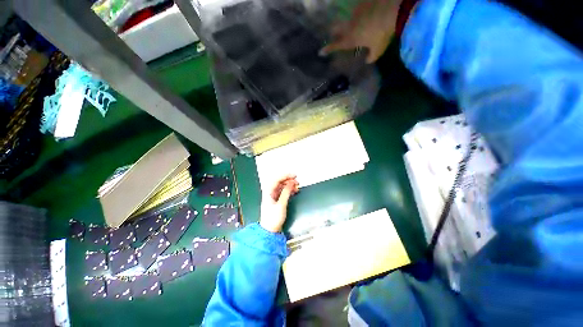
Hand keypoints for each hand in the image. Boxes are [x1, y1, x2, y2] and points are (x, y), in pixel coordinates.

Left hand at [260, 174, 298, 232]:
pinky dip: (289, 190)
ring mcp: (273, 195)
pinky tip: (294, 191)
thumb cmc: (273, 218)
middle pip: (279, 181)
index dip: (286, 175)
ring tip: (297, 187)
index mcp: (268, 191)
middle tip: (297, 181)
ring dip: (290, 185)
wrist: (270, 230)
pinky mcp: (276, 199)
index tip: (295, 176)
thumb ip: (286, 192)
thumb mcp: (281, 205)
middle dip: (289, 180)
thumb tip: (291, 183)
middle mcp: (270, 191)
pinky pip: (283, 191)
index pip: (277, 179)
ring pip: (282, 186)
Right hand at [320, 0, 400, 63]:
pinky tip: (365, 12)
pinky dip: (360, 12)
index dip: (328, 49)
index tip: (320, 52)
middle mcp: (350, 26)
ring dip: (347, 21)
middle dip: (333, 31)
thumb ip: (372, 57)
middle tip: (333, 32)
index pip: (336, 45)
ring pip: (347, 18)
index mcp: (351, 39)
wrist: (393, 9)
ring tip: (353, 22)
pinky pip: (358, 8)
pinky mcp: (362, 3)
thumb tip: (367, 60)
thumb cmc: (383, 34)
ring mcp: (355, 13)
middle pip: (336, 28)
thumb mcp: (379, 49)